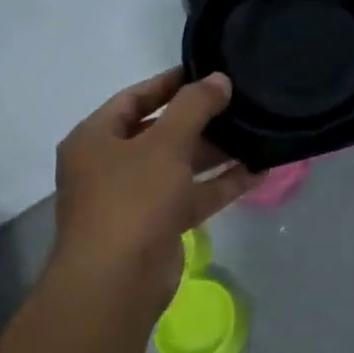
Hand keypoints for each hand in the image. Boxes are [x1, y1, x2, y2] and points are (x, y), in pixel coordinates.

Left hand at [46, 68, 256, 318]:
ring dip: (215, 152)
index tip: (207, 71)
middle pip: (159, 132)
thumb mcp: (164, 143)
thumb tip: (220, 79)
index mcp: (95, 139)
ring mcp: (134, 198)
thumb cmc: (131, 199)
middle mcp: (111, 166)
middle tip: (239, 102)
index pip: (133, 98)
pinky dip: (221, 184)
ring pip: (180, 165)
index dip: (169, 83)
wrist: (117, 281)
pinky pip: (193, 195)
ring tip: (255, 132)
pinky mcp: (159, 225)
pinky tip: (258, 170)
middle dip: (199, 119)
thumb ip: (195, 106)